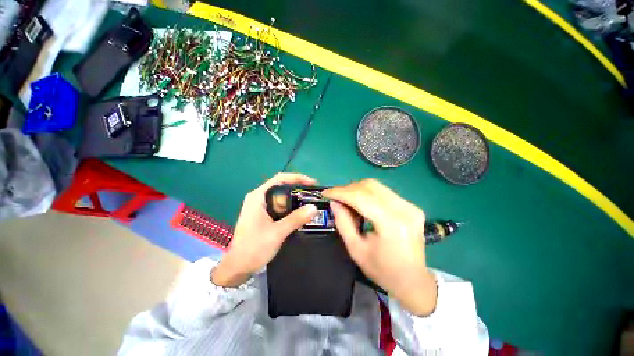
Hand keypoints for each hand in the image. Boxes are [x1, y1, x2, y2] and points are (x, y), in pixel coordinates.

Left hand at [211, 173, 318, 287]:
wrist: (237, 268)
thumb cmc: (253, 248)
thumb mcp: (277, 232)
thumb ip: (296, 219)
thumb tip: (314, 207)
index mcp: (258, 196)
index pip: (280, 179)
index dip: (297, 178)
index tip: (312, 183)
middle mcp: (259, 198)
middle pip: (282, 189)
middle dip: (298, 192)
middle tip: (314, 198)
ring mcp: (261, 208)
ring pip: (282, 200)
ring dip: (296, 203)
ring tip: (311, 207)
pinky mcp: (264, 216)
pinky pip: (280, 208)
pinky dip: (291, 210)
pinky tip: (301, 216)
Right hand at [322, 179, 436, 315]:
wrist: (413, 281)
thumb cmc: (382, 270)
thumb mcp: (356, 249)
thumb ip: (343, 223)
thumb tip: (333, 203)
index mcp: (391, 224)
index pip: (361, 197)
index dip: (340, 192)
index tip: (326, 193)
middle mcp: (404, 209)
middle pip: (369, 186)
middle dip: (348, 189)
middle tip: (336, 198)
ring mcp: (410, 206)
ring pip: (376, 186)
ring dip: (357, 190)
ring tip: (346, 201)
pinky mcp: (410, 206)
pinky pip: (383, 192)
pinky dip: (367, 194)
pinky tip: (360, 204)